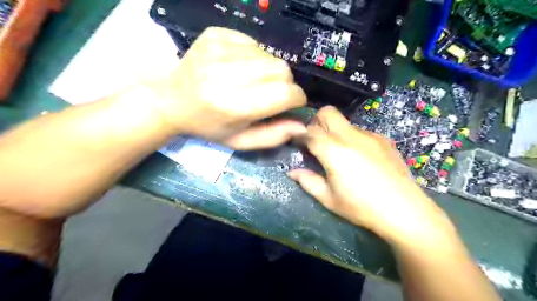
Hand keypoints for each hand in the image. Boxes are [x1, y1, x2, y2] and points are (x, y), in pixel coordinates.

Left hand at [146, 27, 305, 149]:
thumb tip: (303, 126)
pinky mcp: (215, 34)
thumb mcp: (240, 141)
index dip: (297, 98)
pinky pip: (254, 43)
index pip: (284, 93)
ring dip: (270, 71)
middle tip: (272, 94)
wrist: (171, 100)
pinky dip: (255, 57)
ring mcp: (219, 49)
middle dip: (286, 84)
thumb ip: (274, 136)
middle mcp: (226, 73)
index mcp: (233, 105)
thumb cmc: (208, 125)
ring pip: (270, 55)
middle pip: (281, 70)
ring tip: (254, 82)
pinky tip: (240, 68)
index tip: (293, 104)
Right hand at [292, 107, 453, 244]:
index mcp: (334, 151)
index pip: (310, 132)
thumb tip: (292, 171)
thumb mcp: (329, 199)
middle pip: (328, 113)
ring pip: (344, 122)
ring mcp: (369, 135)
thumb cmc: (361, 207)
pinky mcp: (383, 139)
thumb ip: (308, 181)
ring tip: (340, 154)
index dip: (300, 136)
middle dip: (317, 122)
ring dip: (335, 132)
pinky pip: (360, 131)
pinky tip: (360, 158)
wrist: (405, 210)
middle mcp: (350, 136)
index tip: (298, 144)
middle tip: (317, 142)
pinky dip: (352, 138)